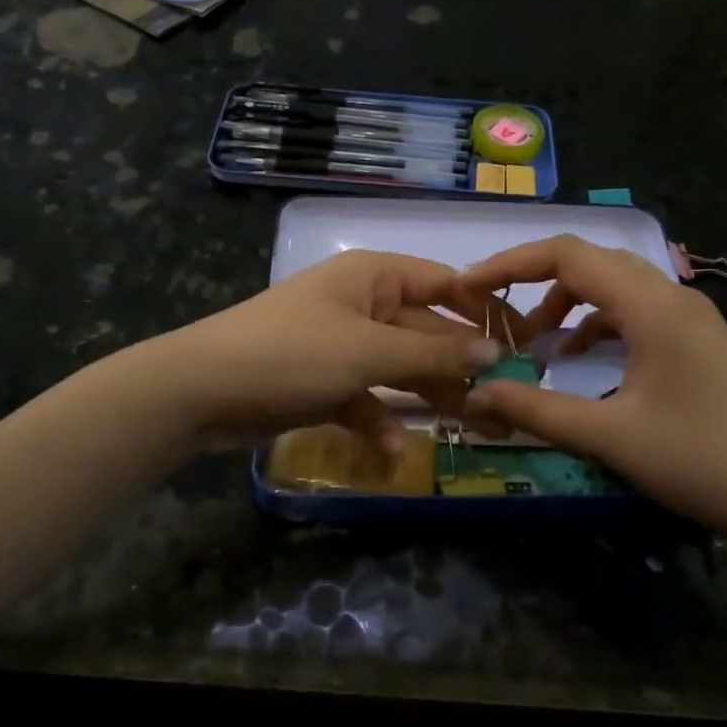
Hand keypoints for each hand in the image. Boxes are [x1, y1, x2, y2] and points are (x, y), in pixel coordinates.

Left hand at [157, 250, 502, 453]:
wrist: (201, 390)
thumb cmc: (292, 353)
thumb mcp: (368, 349)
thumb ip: (433, 350)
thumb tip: (495, 348)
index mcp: (373, 277)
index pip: (444, 284)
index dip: (484, 312)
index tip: (525, 344)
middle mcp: (361, 304)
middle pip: (424, 331)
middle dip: (457, 365)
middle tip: (501, 400)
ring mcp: (341, 344)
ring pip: (398, 367)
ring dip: (425, 396)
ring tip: (467, 426)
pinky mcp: (323, 381)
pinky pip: (364, 397)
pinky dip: (379, 420)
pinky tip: (393, 449)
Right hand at [457, 235, 726, 541]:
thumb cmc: (704, 462)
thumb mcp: (611, 437)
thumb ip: (537, 411)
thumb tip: (476, 393)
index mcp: (651, 306)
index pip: (568, 255)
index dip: (510, 263)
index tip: (469, 287)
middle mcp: (671, 295)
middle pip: (589, 262)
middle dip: (533, 281)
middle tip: (493, 312)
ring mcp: (688, 315)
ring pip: (612, 285)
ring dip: (567, 304)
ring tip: (535, 347)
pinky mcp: (695, 338)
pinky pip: (632, 311)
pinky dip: (595, 325)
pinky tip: (579, 362)